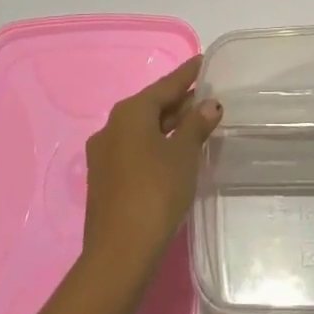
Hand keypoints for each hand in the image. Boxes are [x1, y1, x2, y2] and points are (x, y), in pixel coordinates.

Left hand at [82, 55, 221, 285]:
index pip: (165, 86)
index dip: (187, 74)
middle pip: (151, 106)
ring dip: (168, 125)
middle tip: (207, 96)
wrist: (120, 252)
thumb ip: (196, 125)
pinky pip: (135, 148)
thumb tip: (209, 104)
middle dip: (178, 101)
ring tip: (196, 122)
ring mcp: (104, 154)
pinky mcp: (105, 178)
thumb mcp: (183, 155)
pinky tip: (174, 152)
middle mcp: (111, 127)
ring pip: (142, 129)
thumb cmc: (155, 192)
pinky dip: (156, 143)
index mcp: (129, 113)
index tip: (203, 62)